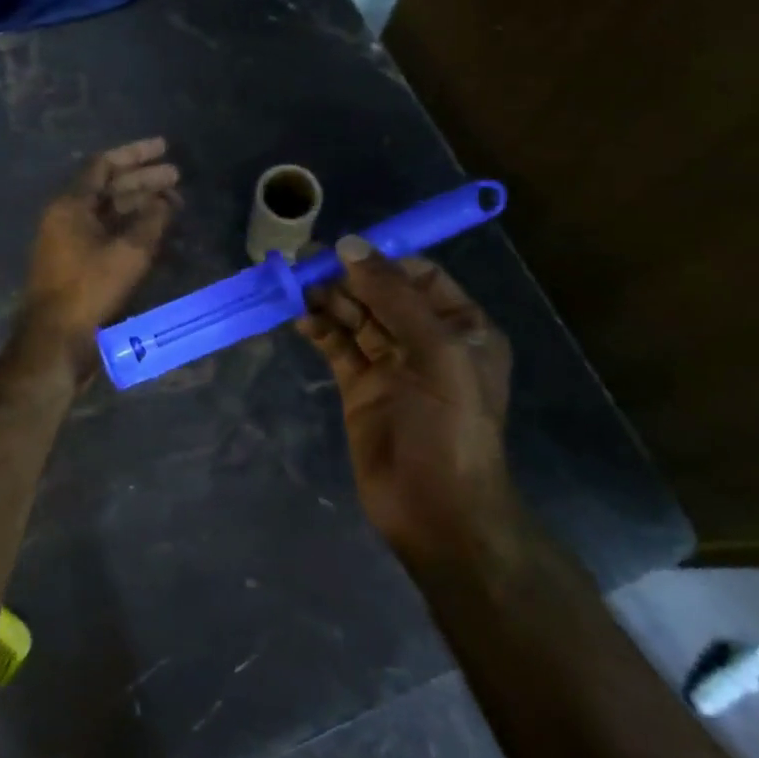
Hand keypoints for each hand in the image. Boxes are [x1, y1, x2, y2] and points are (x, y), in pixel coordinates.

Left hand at [24, 138, 179, 358]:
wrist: (56, 340)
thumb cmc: (90, 290)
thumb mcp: (129, 252)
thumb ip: (152, 220)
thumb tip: (166, 201)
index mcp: (70, 204)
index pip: (104, 165)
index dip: (136, 154)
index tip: (165, 148)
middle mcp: (67, 216)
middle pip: (109, 187)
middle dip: (144, 180)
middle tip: (178, 177)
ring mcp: (70, 240)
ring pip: (110, 212)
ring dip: (140, 204)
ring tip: (175, 203)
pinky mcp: (77, 263)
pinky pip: (107, 233)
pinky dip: (132, 228)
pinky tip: (157, 230)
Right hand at [297, 236, 515, 562]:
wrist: (436, 512)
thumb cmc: (449, 427)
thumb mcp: (435, 354)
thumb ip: (393, 297)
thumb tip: (350, 245)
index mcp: (461, 328)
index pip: (419, 276)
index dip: (381, 260)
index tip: (342, 250)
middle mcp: (427, 340)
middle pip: (382, 294)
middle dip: (347, 278)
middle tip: (305, 263)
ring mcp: (391, 364)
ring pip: (356, 317)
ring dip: (329, 300)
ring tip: (297, 288)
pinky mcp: (360, 387)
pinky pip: (338, 346)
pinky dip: (321, 330)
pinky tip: (302, 320)